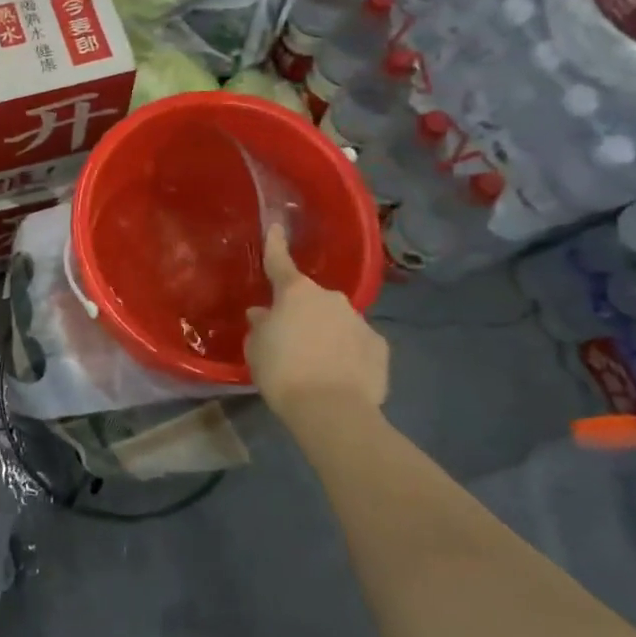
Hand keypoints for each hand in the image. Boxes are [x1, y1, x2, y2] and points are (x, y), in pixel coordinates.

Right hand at [246, 225, 389, 431]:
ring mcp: (359, 320)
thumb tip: (264, 314)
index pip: (280, 261)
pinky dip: (348, 353)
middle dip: (302, 312)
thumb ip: (260, 326)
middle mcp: (330, 298)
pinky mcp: (379, 347)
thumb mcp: (256, 349)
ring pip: (336, 320)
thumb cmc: (283, 372)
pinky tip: (341, 374)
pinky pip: (357, 343)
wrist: (332, 410)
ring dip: (326, 333)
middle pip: (311, 299)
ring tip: (316, 363)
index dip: (275, 243)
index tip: (276, 225)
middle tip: (290, 338)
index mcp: (296, 292)